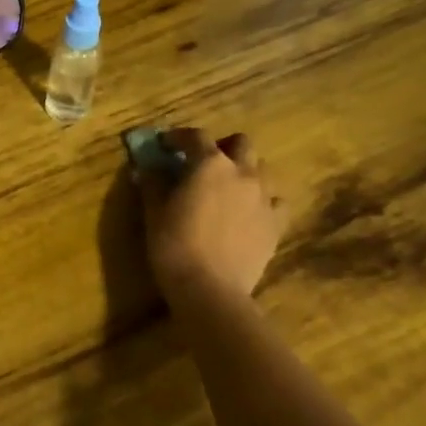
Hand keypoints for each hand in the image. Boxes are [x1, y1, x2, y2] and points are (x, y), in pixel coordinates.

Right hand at [139, 128, 282, 307]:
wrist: (210, 289)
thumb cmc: (174, 244)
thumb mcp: (154, 211)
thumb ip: (153, 182)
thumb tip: (149, 168)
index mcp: (210, 164)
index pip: (195, 136)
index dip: (178, 136)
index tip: (165, 144)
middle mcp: (243, 173)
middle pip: (241, 143)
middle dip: (222, 146)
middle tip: (204, 162)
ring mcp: (264, 198)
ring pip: (262, 169)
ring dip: (245, 170)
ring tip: (228, 186)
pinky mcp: (276, 224)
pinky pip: (276, 201)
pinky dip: (264, 199)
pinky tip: (250, 211)